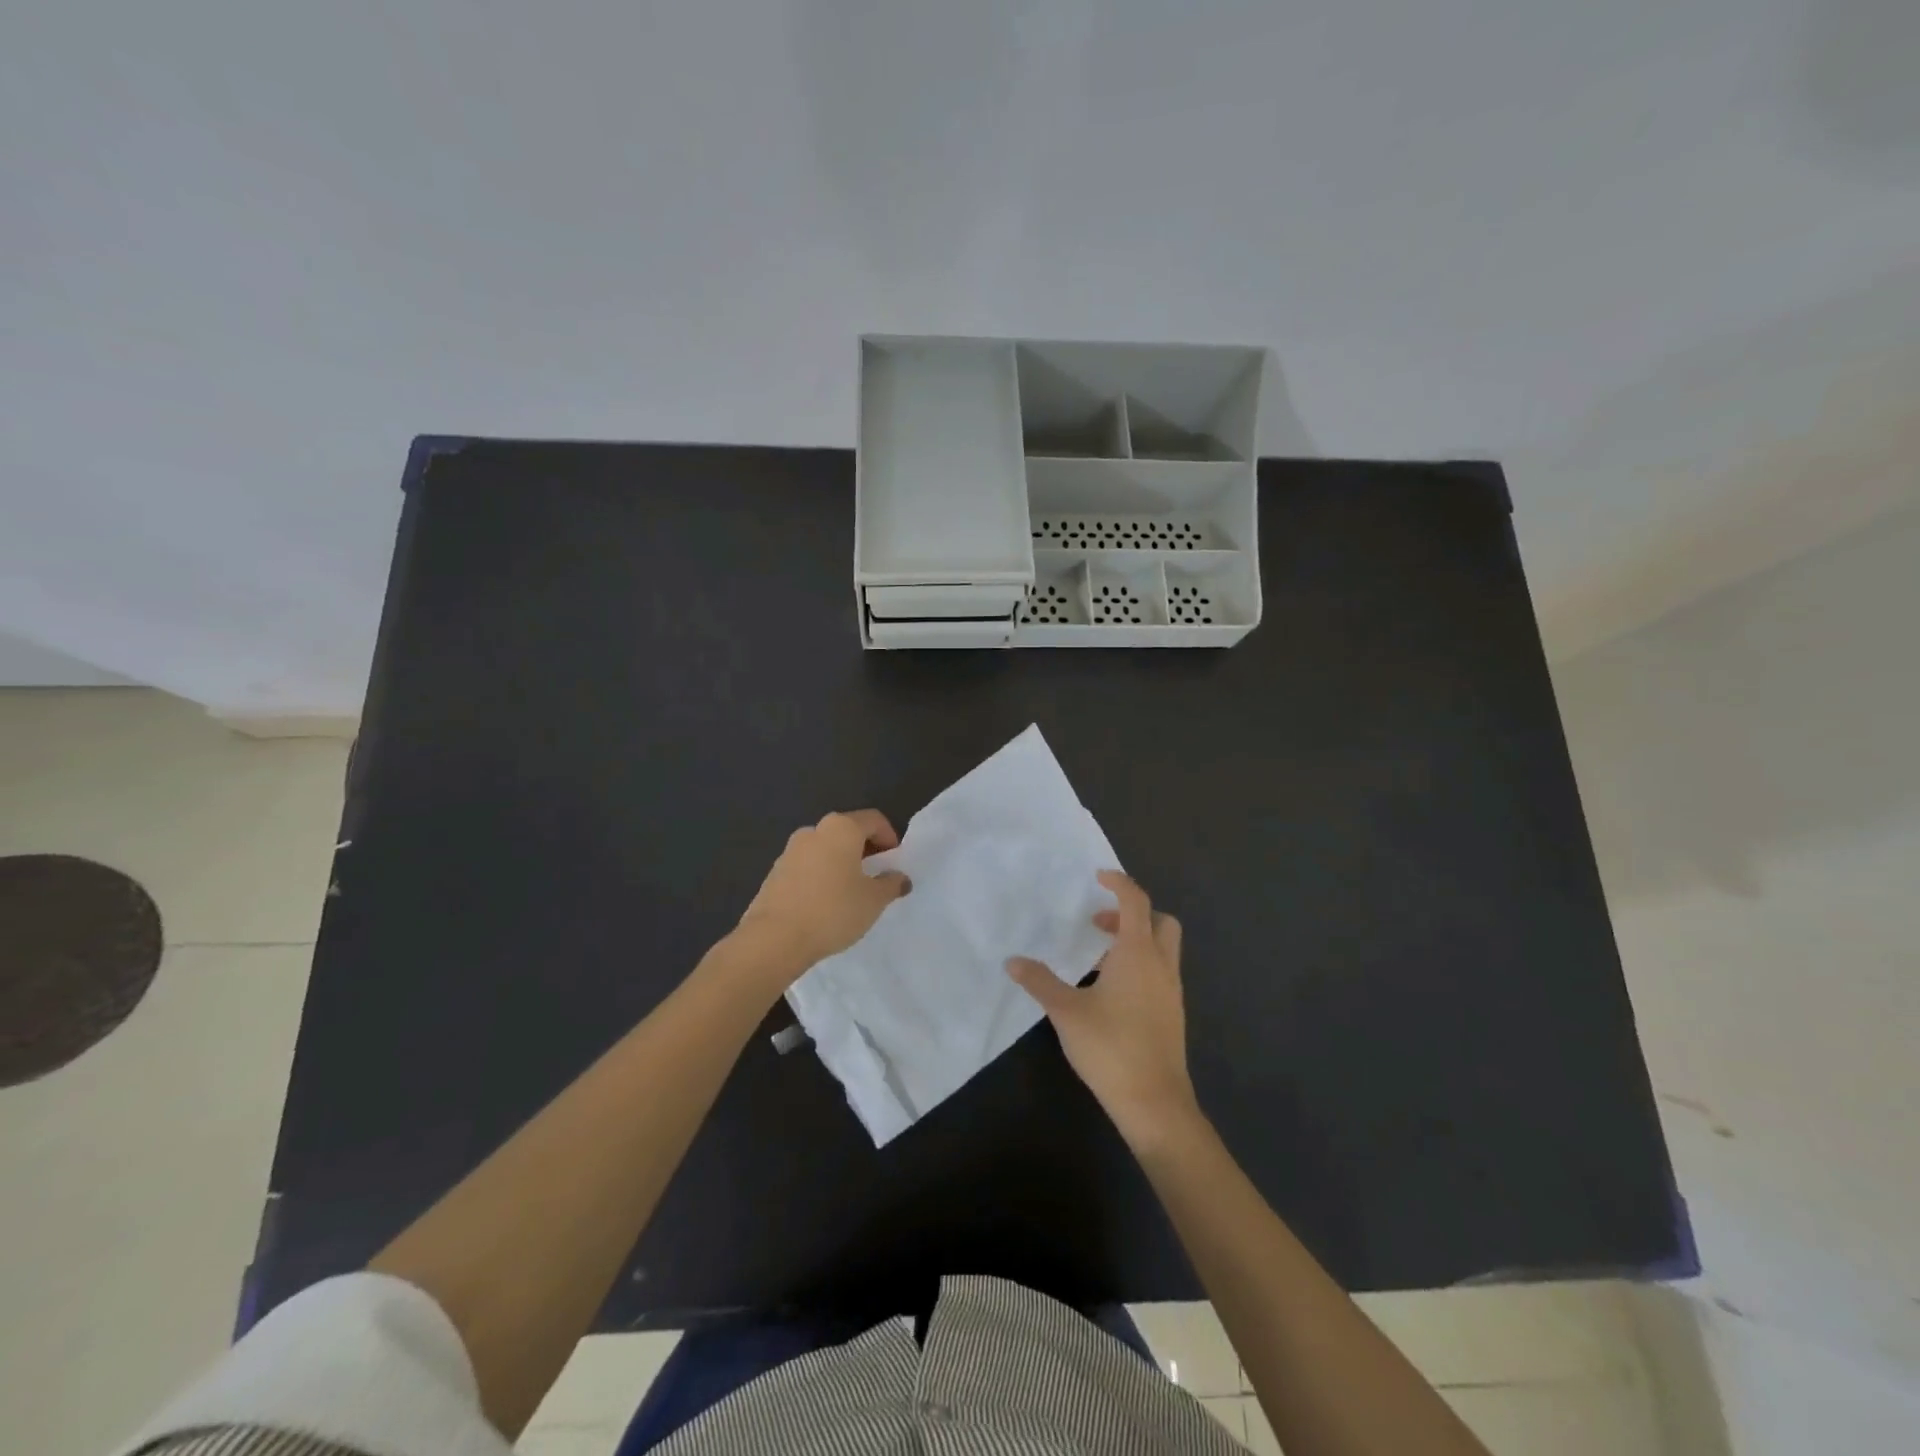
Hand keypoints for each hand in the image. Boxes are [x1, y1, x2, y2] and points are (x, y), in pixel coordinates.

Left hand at [737, 809, 911, 975]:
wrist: (774, 939)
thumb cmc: (833, 911)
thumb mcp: (874, 900)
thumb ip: (891, 884)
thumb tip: (899, 877)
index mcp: (841, 828)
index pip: (873, 820)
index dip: (890, 837)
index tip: (894, 862)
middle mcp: (814, 830)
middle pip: (848, 831)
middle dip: (865, 850)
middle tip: (876, 877)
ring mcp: (790, 850)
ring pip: (825, 849)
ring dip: (841, 863)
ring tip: (850, 893)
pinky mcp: (774, 872)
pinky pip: (807, 866)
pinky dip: (821, 876)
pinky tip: (825, 903)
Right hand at [1007, 871, 1200, 1149]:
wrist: (1155, 1103)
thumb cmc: (1110, 1047)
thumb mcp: (1066, 1012)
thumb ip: (1040, 982)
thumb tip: (1012, 961)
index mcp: (1138, 954)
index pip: (1135, 902)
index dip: (1119, 883)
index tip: (1099, 876)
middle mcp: (1161, 965)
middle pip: (1160, 921)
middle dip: (1133, 913)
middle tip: (1098, 924)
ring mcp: (1171, 991)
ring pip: (1163, 949)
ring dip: (1135, 941)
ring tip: (1097, 960)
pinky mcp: (1172, 1014)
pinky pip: (1160, 973)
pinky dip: (1140, 965)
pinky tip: (1111, 992)